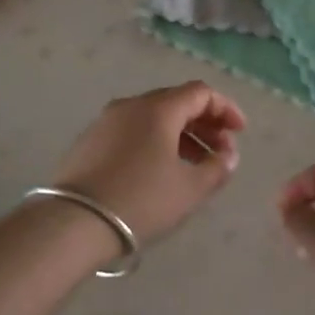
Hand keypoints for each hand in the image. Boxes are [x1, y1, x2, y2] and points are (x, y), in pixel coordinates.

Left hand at [51, 82, 245, 243]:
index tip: (240, 132)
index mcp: (158, 108)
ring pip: (153, 117)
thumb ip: (217, 167)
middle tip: (221, 150)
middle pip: (176, 102)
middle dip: (204, 123)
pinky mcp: (90, 140)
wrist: (74, 222)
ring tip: (195, 164)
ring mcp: (106, 121)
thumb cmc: (141, 200)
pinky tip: (161, 169)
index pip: (200, 92)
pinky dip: (155, 141)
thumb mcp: (189, 189)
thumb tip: (228, 155)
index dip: (225, 108)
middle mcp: (131, 105)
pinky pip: (133, 130)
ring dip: (181, 134)